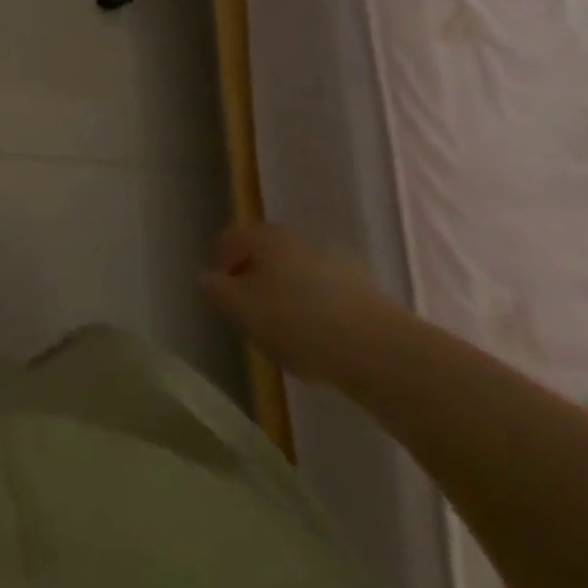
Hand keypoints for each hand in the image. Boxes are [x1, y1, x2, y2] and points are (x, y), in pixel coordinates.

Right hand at [200, 222, 401, 385]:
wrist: (379, 351)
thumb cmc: (296, 322)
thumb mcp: (240, 310)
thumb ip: (216, 291)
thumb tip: (207, 278)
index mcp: (267, 236)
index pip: (232, 238)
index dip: (220, 261)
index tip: (218, 290)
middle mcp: (301, 239)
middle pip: (267, 255)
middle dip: (255, 279)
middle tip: (249, 312)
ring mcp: (337, 263)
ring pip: (299, 276)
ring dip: (288, 296)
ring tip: (285, 335)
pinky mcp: (367, 293)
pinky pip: (328, 298)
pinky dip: (317, 313)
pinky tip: (319, 344)